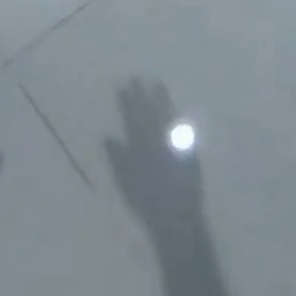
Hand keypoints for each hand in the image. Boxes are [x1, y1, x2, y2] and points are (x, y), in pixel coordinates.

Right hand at [105, 79, 202, 233]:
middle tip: (137, 77)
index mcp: (140, 146)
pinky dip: (177, 116)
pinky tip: (176, 108)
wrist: (177, 218)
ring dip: (161, 99)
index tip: (122, 86)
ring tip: (157, 83)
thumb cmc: (146, 203)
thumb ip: (117, 158)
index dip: (127, 102)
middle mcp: (156, 139)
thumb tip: (107, 136)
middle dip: (141, 95)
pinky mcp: (188, 149)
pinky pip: (182, 127)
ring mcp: (174, 142)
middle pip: (147, 112)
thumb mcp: (126, 182)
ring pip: (165, 114)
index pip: (131, 118)